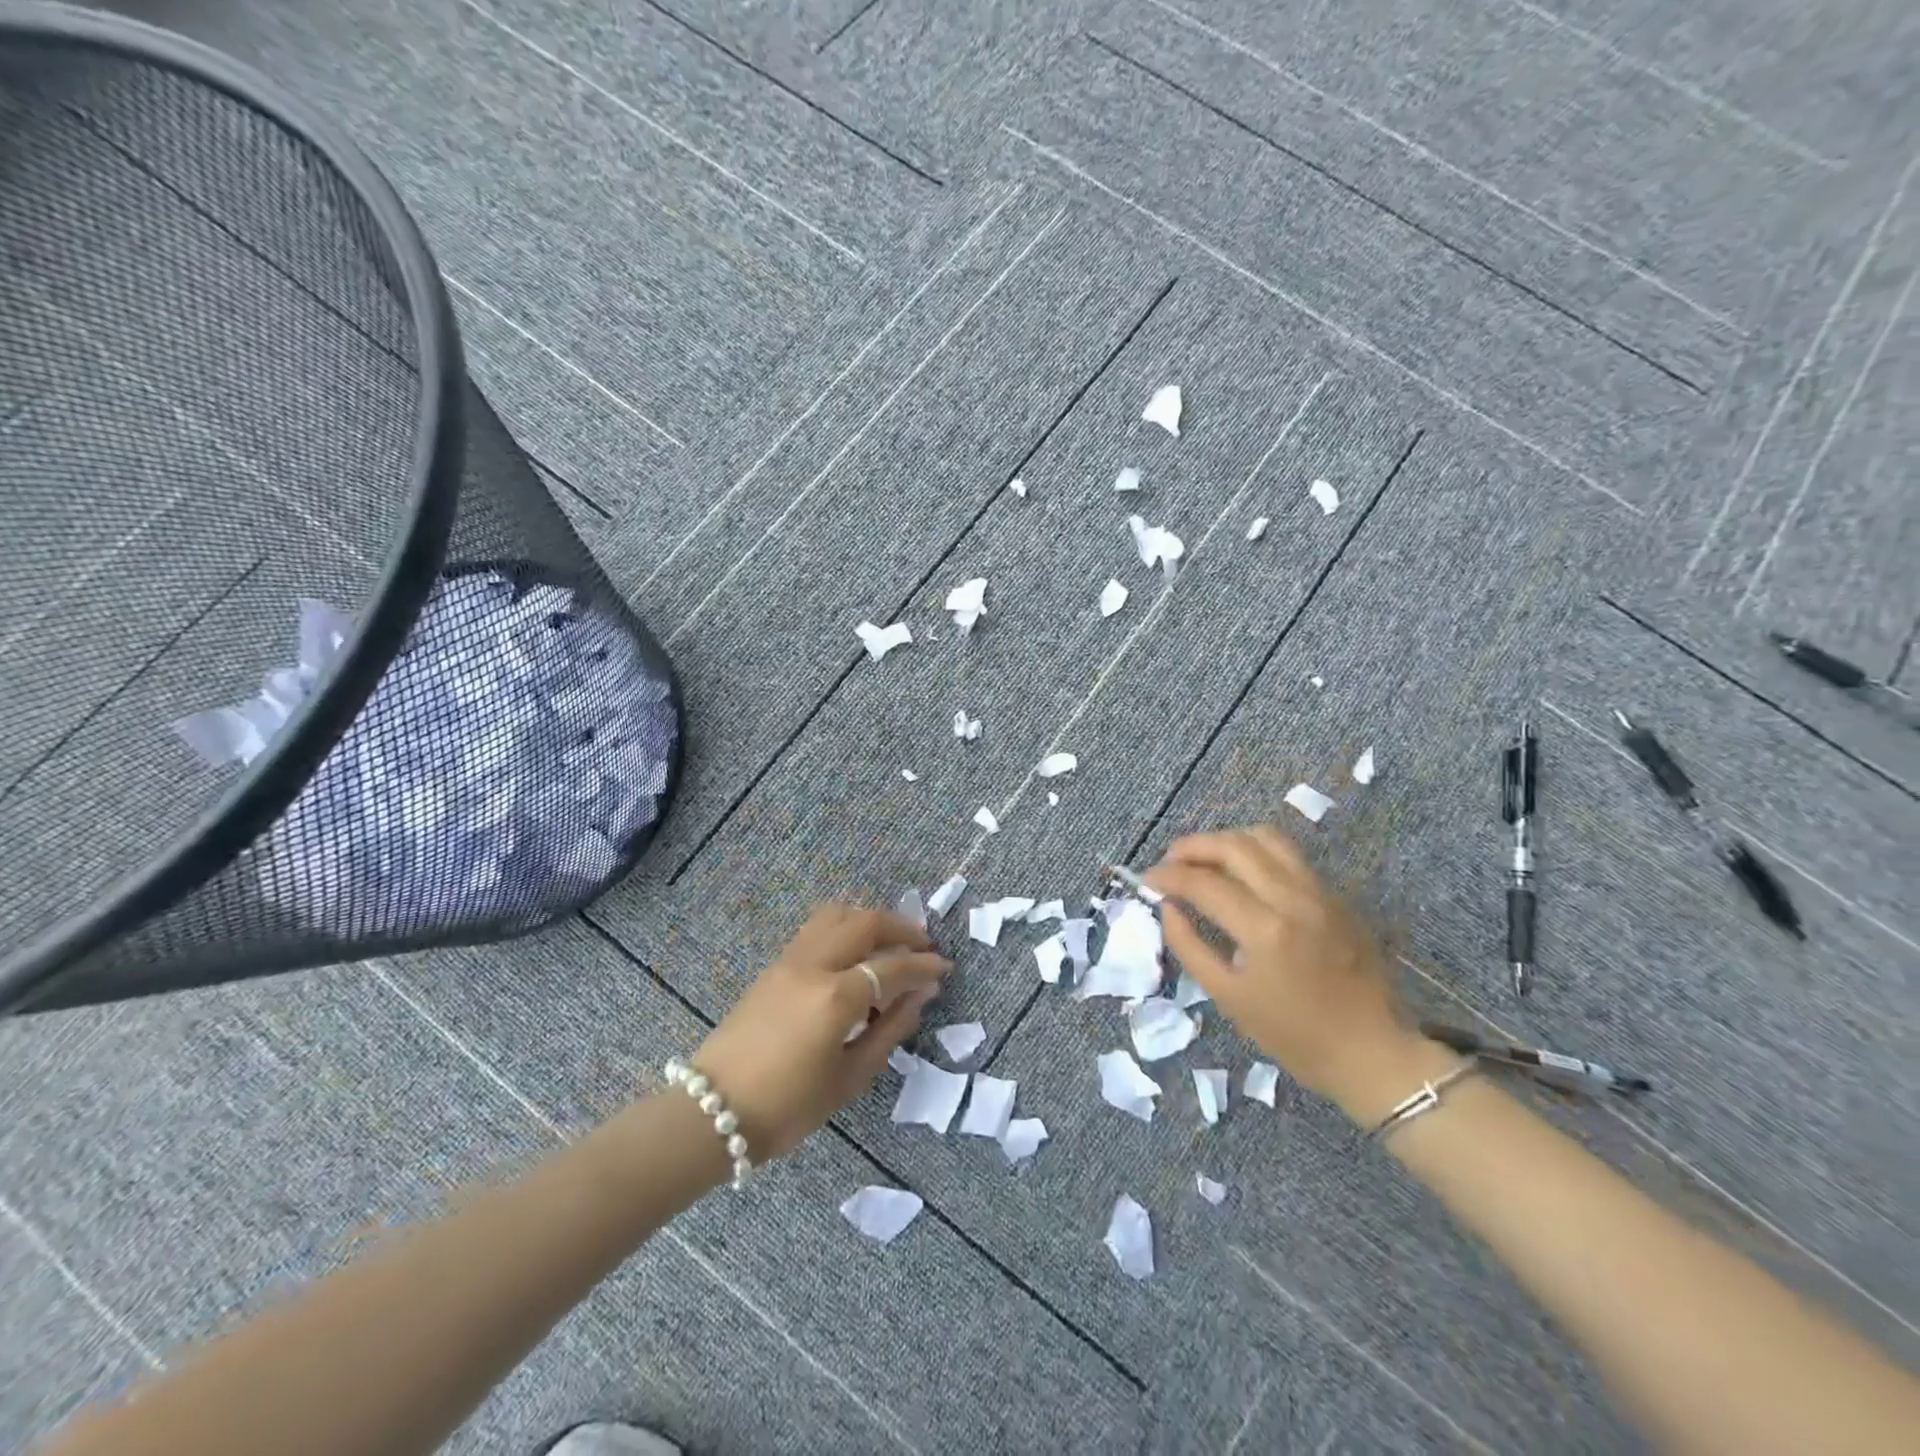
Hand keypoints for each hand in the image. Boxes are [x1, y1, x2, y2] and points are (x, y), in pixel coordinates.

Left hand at [688, 904, 949, 1160]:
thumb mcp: (849, 1079)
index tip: (944, 969)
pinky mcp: (774, 965)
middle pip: (866, 923)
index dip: (923, 966)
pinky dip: (845, 928)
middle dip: (902, 928)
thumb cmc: (788, 1107)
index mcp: (836, 997)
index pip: (892, 967)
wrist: (713, 1112)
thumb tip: (918, 998)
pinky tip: (855, 954)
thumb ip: (889, 1032)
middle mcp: (814, 965)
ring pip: (837, 914)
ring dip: (870, 920)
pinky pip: (816, 928)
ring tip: (888, 943)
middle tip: (923, 947)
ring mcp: (790, 960)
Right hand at [1145, 825, 1430, 1118]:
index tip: (1147, 880)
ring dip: (1227, 841)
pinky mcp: (1336, 896)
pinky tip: (1241, 873)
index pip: (1204, 883)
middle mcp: (1294, 899)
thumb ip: (1190, 946)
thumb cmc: (1295, 1036)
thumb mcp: (1229, 998)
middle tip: (1169, 862)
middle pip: (1234, 846)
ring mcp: (1321, 892)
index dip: (1168, 876)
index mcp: (1266, 930)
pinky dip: (1256, 852)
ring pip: (1266, 838)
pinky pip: (1290, 856)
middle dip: (1193, 846)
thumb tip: (1167, 907)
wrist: (1373, 1053)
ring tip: (1205, 859)